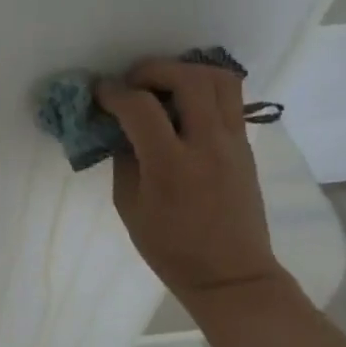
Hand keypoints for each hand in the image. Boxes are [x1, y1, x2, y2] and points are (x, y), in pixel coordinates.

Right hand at [97, 61, 283, 304]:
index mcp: (171, 166)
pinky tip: (182, 108)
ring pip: (219, 79)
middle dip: (153, 70)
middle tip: (133, 83)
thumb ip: (124, 158)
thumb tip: (120, 126)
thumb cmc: (171, 249)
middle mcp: (207, 146)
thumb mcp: (129, 206)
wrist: (232, 277)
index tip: (100, 94)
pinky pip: (229, 99)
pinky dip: (203, 90)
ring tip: (163, 88)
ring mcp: (233, 143)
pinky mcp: (245, 146)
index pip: (140, 107)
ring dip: (185, 72)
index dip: (113, 93)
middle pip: (188, 78)